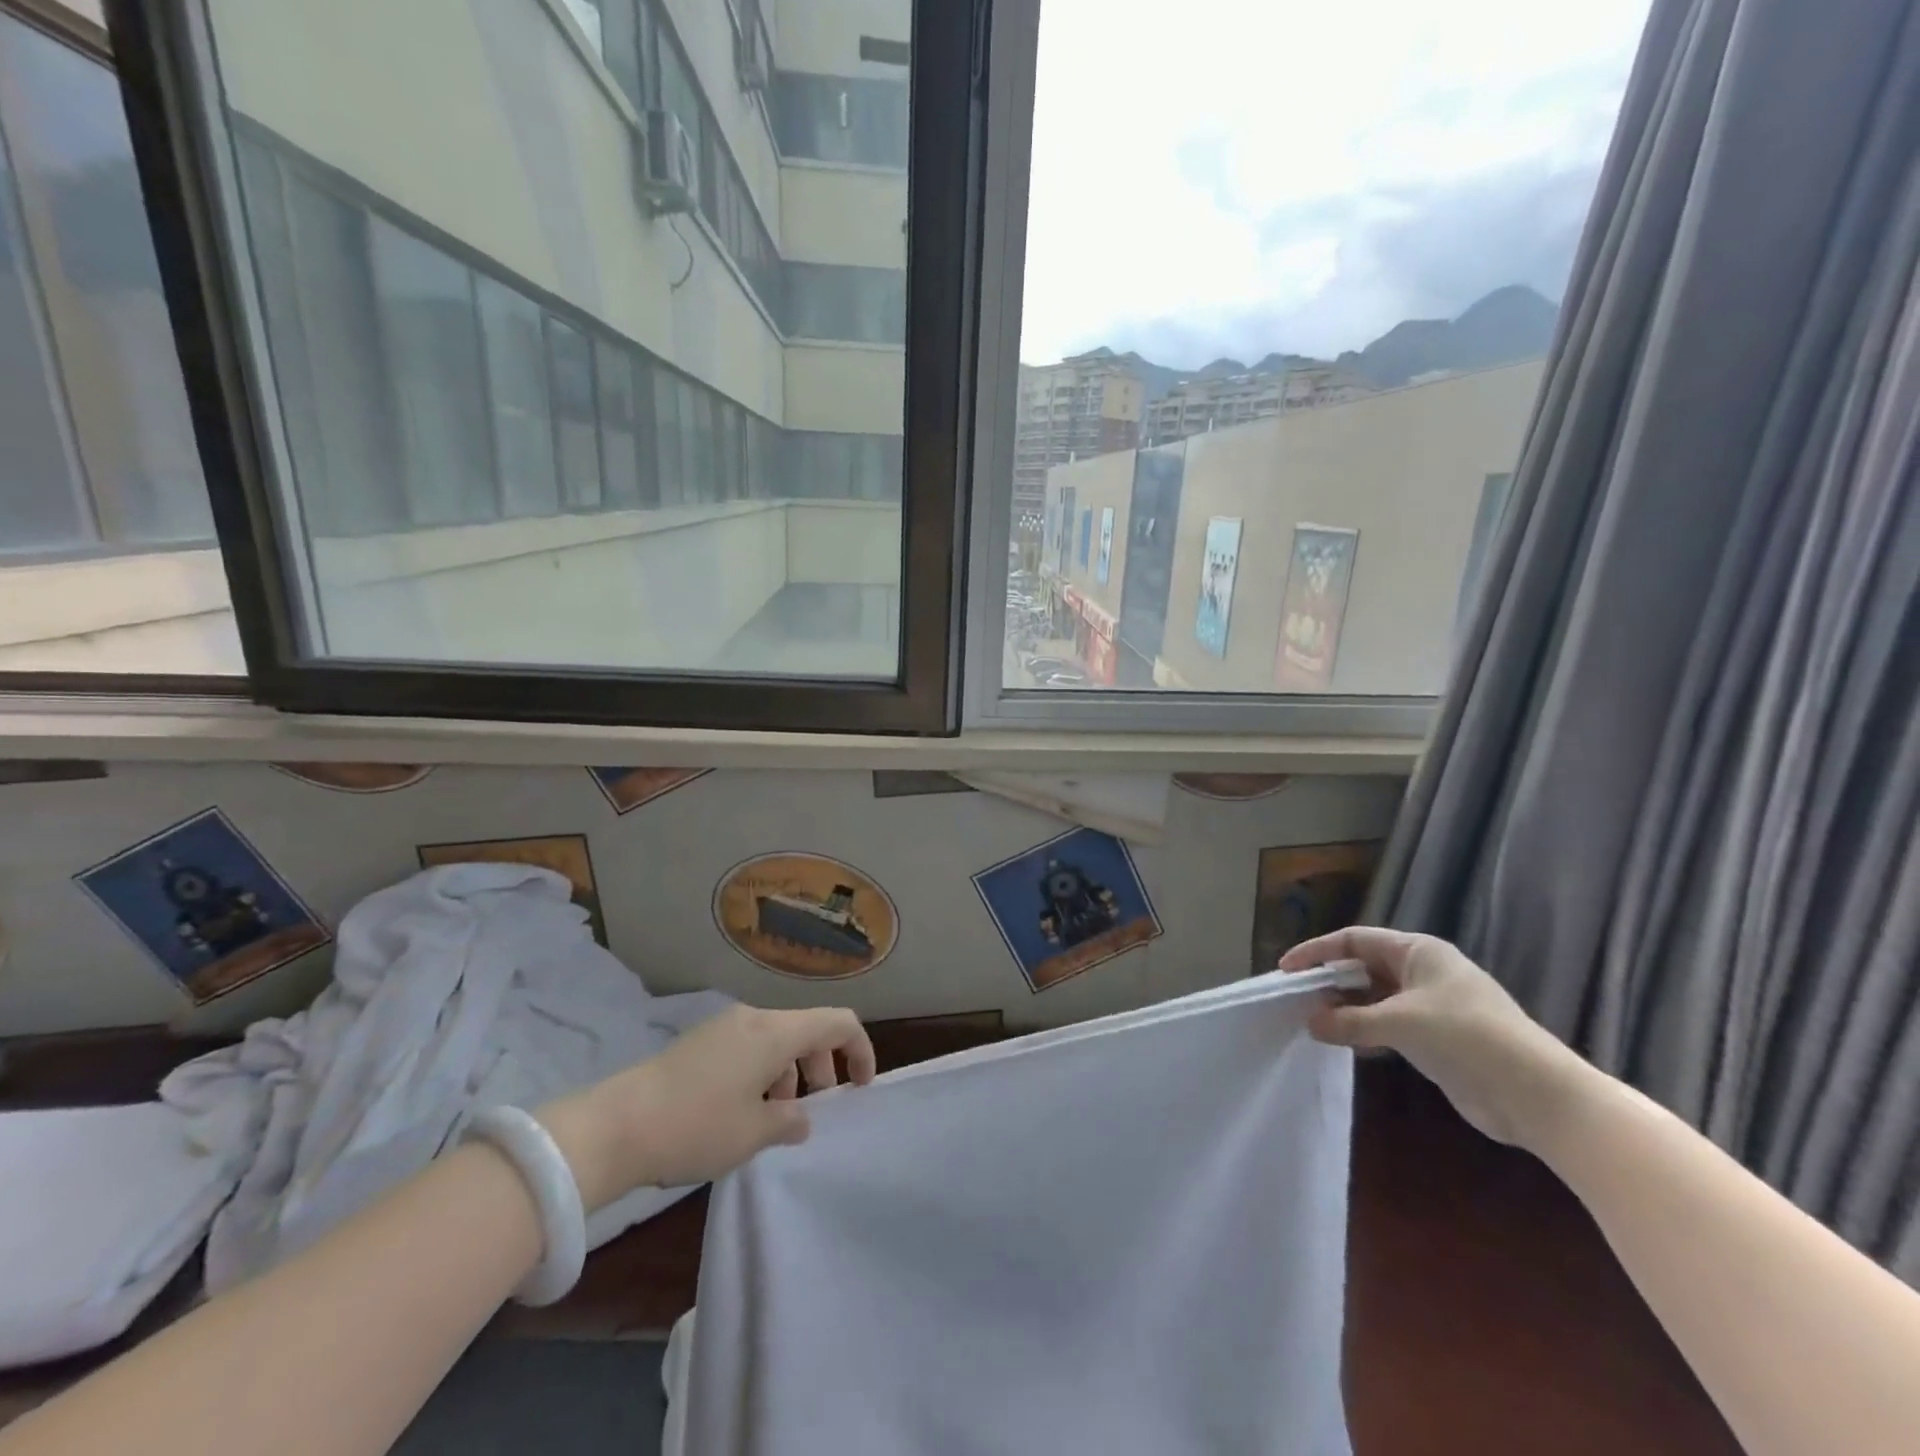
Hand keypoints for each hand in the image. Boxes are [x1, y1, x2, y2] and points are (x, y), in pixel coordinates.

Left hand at [537, 1005, 876, 1209]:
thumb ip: (789, 1121)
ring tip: (774, 1117)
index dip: (860, 1050)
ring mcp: (724, 1026)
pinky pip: (749, 1046)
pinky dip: (763, 1070)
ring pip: (777, 1039)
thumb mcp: (752, 1133)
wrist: (613, 1127)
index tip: (860, 1089)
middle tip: (813, 1111)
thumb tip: (801, 1117)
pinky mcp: (700, 1042)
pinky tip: (742, 1111)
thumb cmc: (695, 1127)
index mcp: (776, 1032)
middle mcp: (754, 1018)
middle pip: (807, 1029)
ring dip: (790, 1072)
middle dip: (822, 1066)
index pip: (838, 1022)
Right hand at [1279, 926, 1592, 1151]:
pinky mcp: (1438, 1038)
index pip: (1355, 940)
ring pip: (1375, 997)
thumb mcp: (1400, 1023)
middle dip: (1331, 981)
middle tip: (1298, 999)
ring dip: (1346, 1008)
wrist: (1538, 1095)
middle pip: (1364, 967)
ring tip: (1315, 1022)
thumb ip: (1350, 1021)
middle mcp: (1423, 972)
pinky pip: (1389, 1024)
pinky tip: (1347, 1044)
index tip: (1287, 969)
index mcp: (1418, 952)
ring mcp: (1432, 1005)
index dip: (1318, 951)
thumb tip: (1310, 1023)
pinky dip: (1366, 1030)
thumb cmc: (1466, 1037)